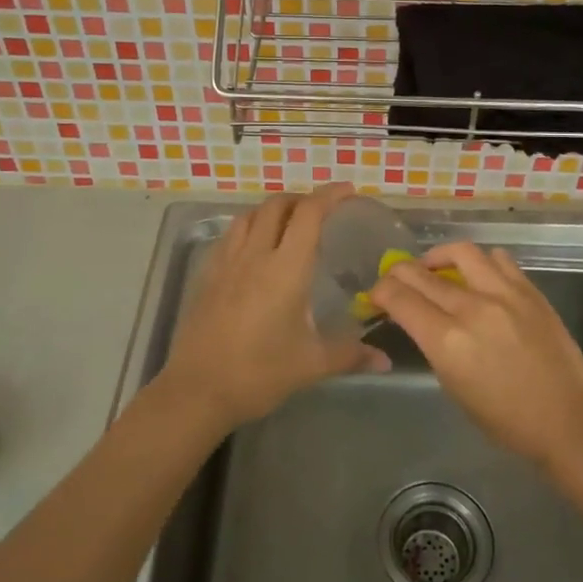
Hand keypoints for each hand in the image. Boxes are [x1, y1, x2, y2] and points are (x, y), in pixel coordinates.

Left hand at [160, 185, 387, 430]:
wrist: (197, 390)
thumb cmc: (259, 373)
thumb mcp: (311, 364)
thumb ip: (350, 355)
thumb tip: (385, 360)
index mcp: (286, 269)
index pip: (308, 214)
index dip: (329, 196)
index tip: (348, 191)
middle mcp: (255, 255)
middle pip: (276, 205)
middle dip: (301, 199)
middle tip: (321, 210)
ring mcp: (226, 263)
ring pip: (249, 216)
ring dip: (272, 210)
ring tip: (288, 223)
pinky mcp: (207, 276)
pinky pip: (230, 236)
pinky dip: (248, 228)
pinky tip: (254, 250)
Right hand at [370, 242, 582, 463]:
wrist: (567, 417)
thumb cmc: (506, 419)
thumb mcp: (454, 387)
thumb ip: (435, 346)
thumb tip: (423, 321)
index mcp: (447, 341)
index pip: (399, 298)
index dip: (380, 292)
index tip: (377, 296)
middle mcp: (471, 308)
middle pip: (420, 272)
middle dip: (399, 272)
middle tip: (396, 279)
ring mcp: (503, 294)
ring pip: (460, 252)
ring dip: (439, 256)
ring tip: (436, 267)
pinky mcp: (529, 290)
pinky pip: (498, 260)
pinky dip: (480, 263)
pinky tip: (478, 276)